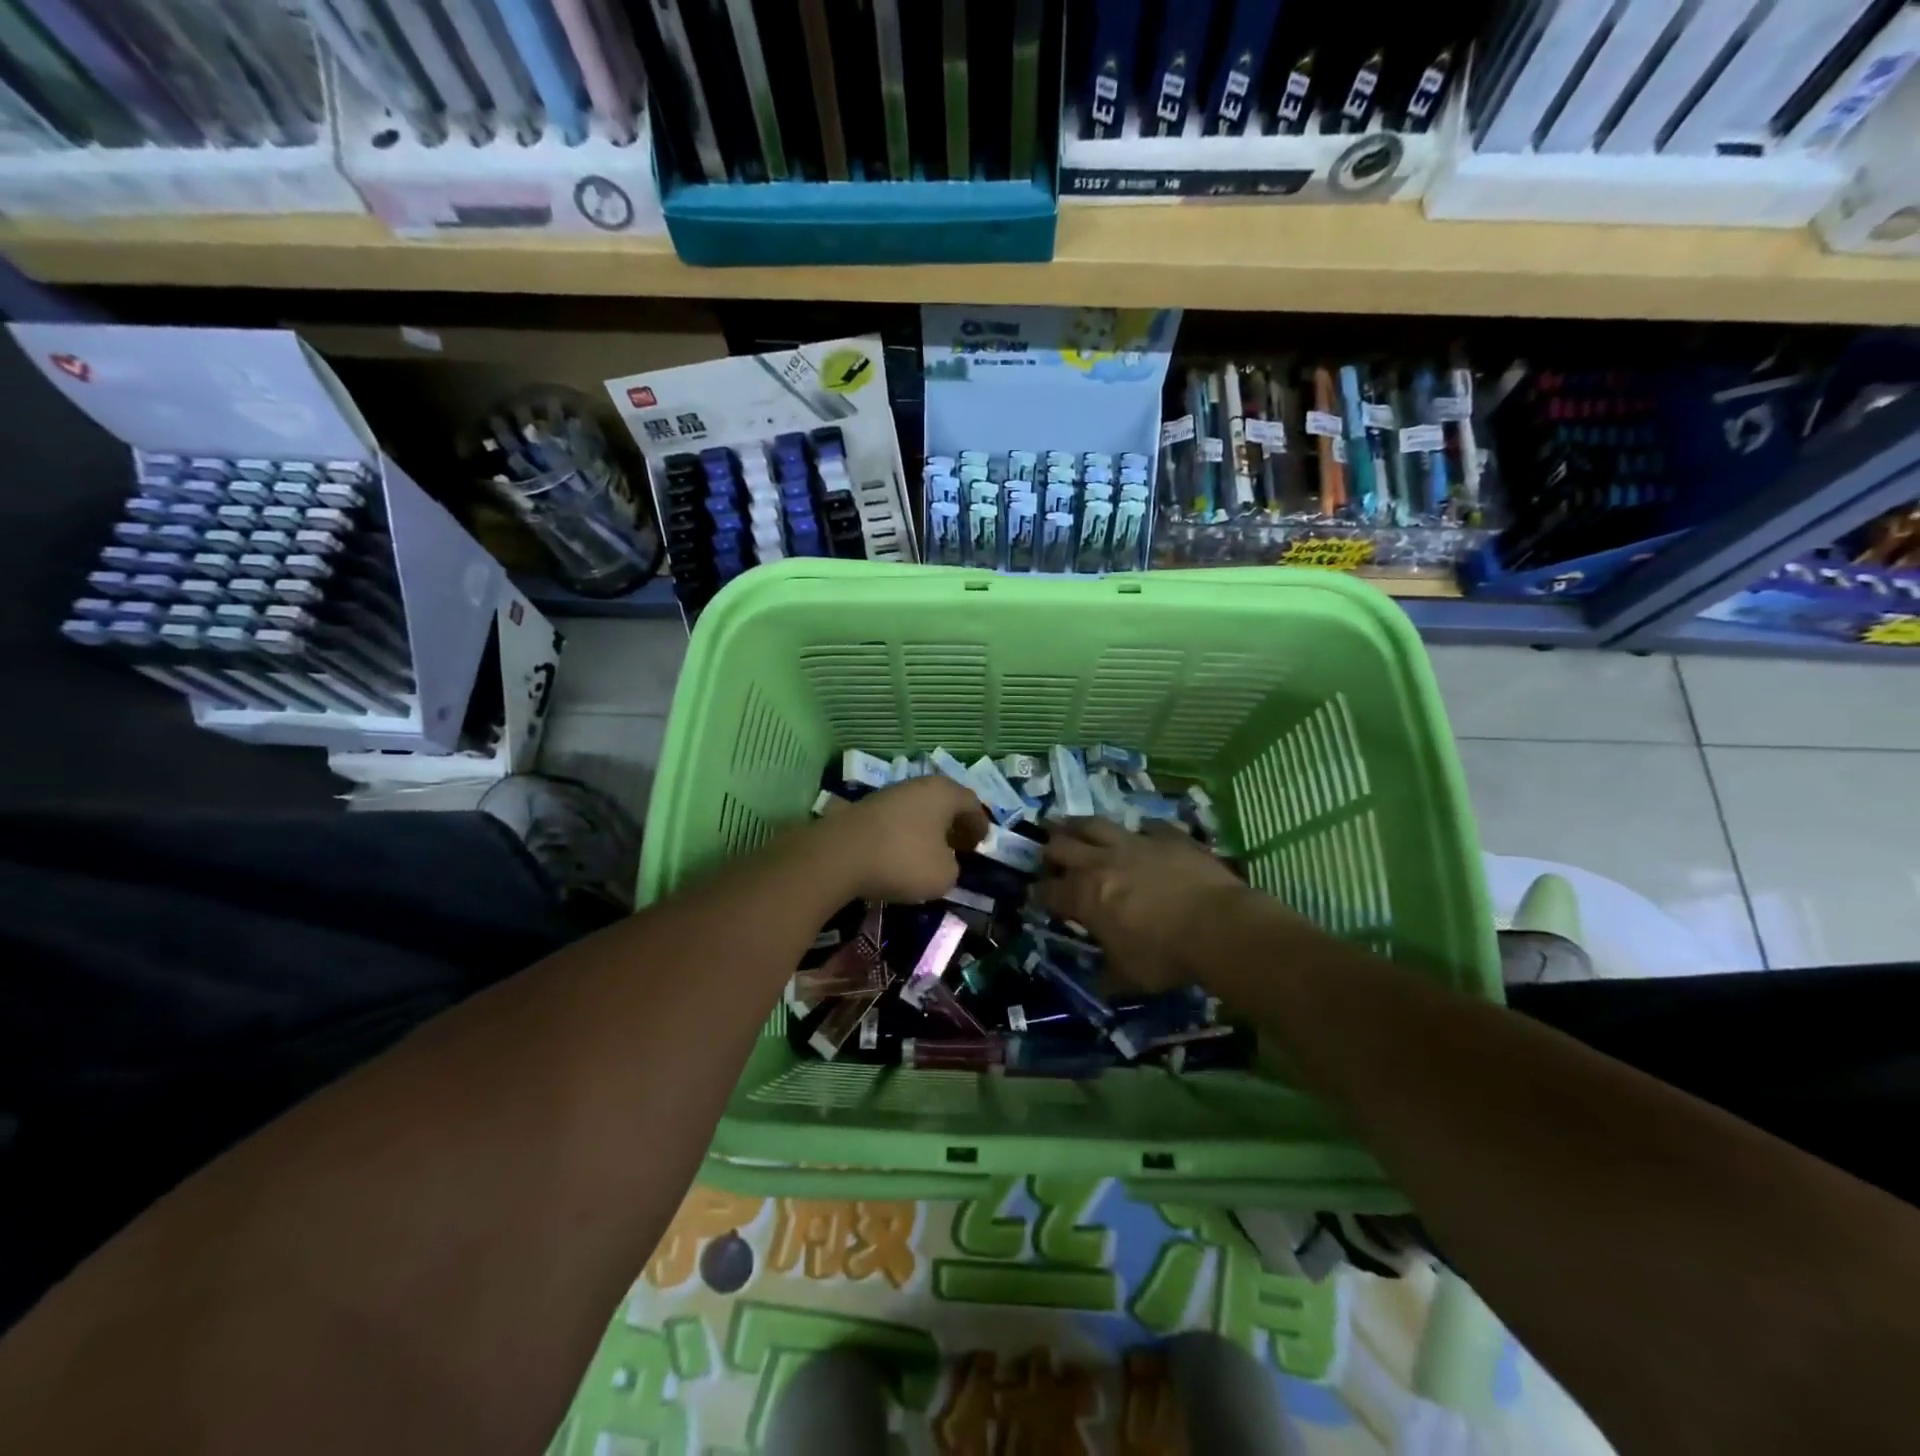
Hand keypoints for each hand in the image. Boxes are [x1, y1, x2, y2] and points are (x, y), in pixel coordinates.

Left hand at [824, 776, 989, 902]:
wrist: (839, 855)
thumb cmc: (902, 860)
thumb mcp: (944, 875)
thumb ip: (953, 867)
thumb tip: (945, 862)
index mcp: (943, 793)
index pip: (971, 803)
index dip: (980, 824)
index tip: (982, 843)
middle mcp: (918, 785)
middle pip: (944, 801)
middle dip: (954, 823)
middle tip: (960, 845)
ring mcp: (888, 793)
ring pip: (919, 808)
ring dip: (929, 828)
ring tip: (931, 851)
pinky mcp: (864, 808)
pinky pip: (897, 819)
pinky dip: (906, 832)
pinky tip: (902, 852)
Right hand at [1034, 818, 1250, 992]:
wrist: (1219, 926)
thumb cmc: (1166, 956)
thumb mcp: (1129, 976)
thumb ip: (1108, 974)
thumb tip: (1100, 980)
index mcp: (1084, 896)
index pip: (1048, 890)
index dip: (1037, 893)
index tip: (1035, 895)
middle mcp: (1100, 862)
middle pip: (1060, 846)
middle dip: (1049, 851)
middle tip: (1048, 856)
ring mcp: (1134, 843)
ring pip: (1094, 823)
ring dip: (1077, 825)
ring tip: (1070, 826)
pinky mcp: (1166, 835)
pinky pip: (1146, 827)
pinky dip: (1139, 832)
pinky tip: (1141, 835)